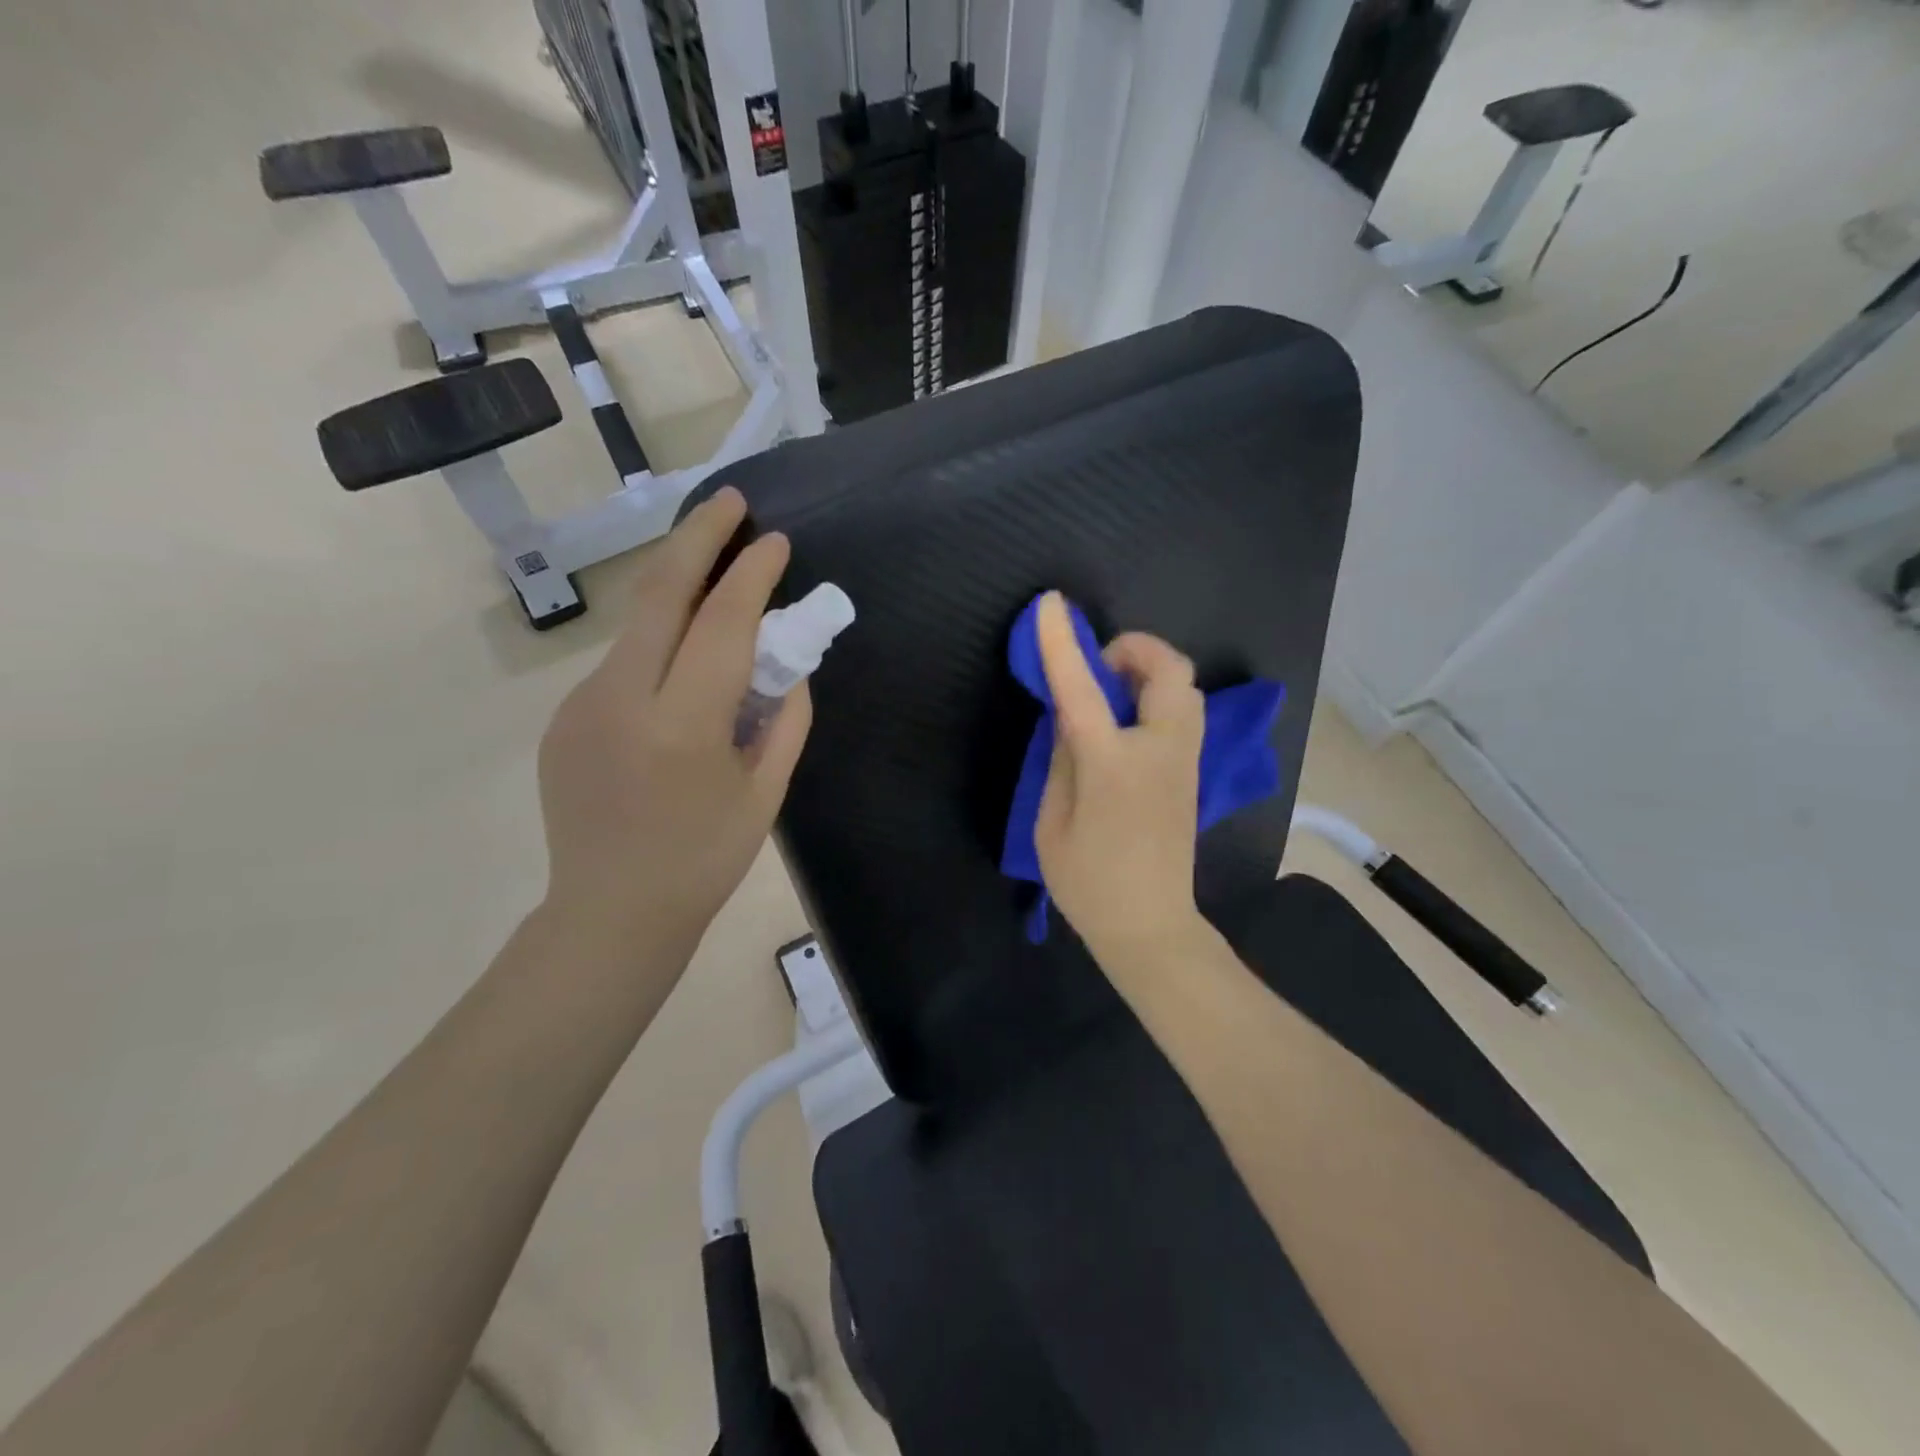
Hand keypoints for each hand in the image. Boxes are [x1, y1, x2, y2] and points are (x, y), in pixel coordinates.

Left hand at [535, 487, 811, 961]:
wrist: (609, 913)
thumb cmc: (704, 862)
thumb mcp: (765, 795)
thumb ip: (784, 720)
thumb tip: (787, 666)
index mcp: (682, 726)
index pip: (721, 624)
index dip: (752, 575)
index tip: (776, 541)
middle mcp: (621, 700)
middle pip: (659, 593)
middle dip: (698, 537)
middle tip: (730, 501)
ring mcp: (581, 705)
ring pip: (639, 626)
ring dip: (680, 593)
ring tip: (720, 588)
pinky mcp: (563, 717)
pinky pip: (622, 665)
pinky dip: (659, 649)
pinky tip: (681, 675)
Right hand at [1032, 592, 1206, 964]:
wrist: (1150, 926)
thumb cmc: (1089, 881)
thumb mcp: (1052, 821)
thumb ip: (1062, 758)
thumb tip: (1069, 714)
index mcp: (1112, 764)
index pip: (1084, 688)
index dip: (1063, 642)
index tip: (1050, 605)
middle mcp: (1159, 751)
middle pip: (1170, 671)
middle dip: (1135, 648)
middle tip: (1100, 666)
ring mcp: (1184, 762)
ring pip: (1184, 689)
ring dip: (1150, 672)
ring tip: (1112, 692)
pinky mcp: (1191, 774)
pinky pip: (1183, 714)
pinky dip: (1158, 697)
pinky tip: (1128, 722)